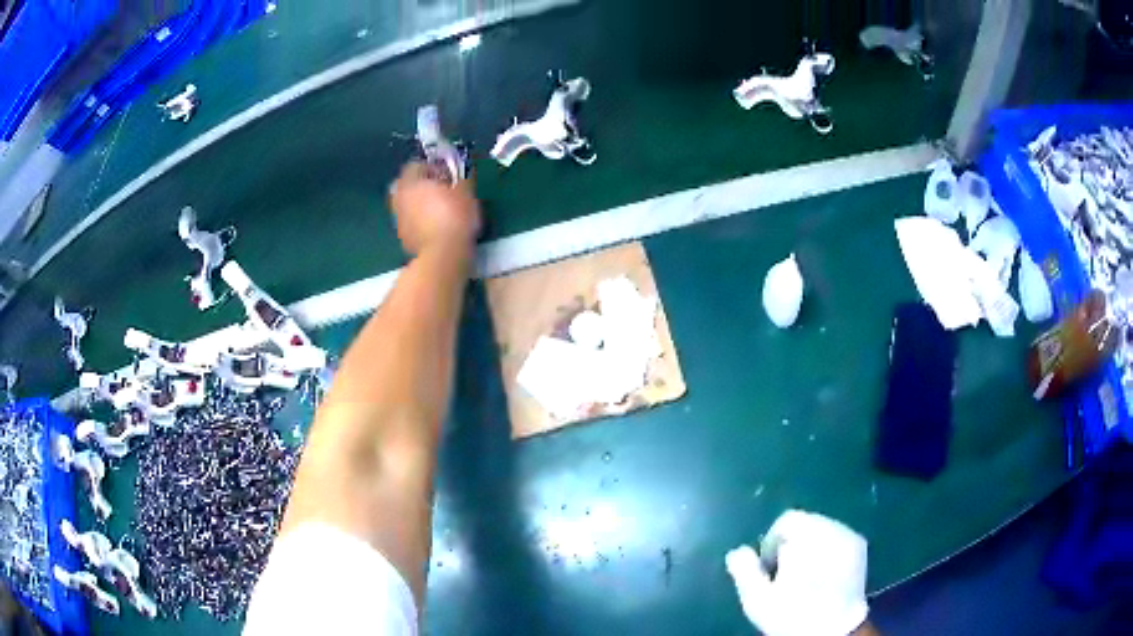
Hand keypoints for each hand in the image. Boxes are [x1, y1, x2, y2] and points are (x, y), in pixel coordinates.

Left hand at [388, 162, 480, 255]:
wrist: (444, 254)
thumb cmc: (455, 217)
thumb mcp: (466, 192)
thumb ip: (461, 178)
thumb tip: (463, 172)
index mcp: (412, 182)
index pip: (415, 165)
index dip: (431, 167)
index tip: (445, 174)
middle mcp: (400, 198)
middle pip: (406, 185)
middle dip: (419, 185)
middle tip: (438, 190)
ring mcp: (398, 219)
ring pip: (406, 205)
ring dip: (417, 204)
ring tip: (436, 210)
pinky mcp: (402, 238)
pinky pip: (409, 222)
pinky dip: (417, 222)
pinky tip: (433, 227)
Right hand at [726, 510, 868, 635]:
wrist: (834, 630)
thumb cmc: (793, 613)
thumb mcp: (758, 598)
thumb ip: (744, 570)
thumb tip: (737, 552)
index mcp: (806, 535)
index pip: (786, 521)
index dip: (772, 543)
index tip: (769, 568)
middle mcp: (832, 527)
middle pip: (806, 523)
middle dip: (793, 544)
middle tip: (786, 573)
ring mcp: (850, 536)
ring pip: (823, 530)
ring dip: (811, 547)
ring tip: (806, 576)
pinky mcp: (861, 547)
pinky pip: (839, 538)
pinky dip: (828, 550)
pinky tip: (824, 575)